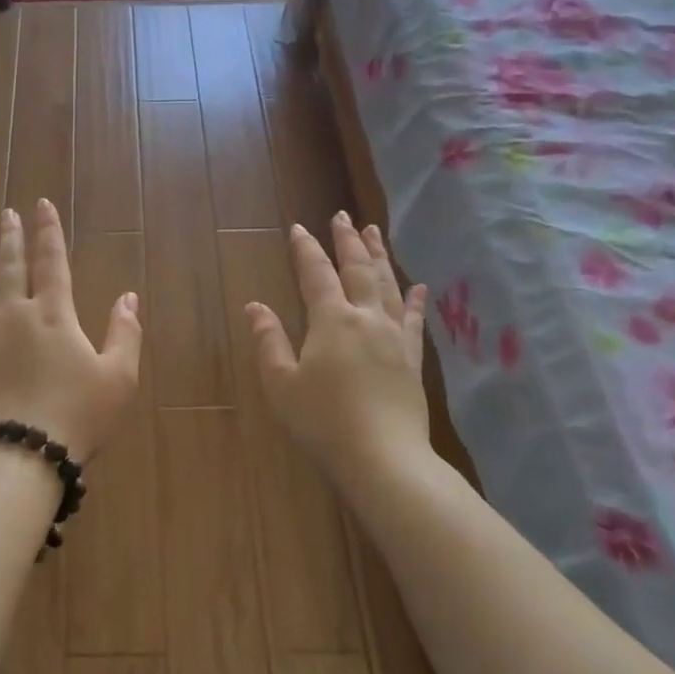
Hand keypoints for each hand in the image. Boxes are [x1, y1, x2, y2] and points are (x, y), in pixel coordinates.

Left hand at [0, 200, 141, 462]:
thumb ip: (125, 332)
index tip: (41, 205)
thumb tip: (128, 295)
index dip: (48, 232)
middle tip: (6, 212)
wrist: (21, 453)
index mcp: (54, 315)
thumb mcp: (119, 378)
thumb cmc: (77, 417)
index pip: (52, 262)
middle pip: (12, 265)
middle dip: (11, 236)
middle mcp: (15, 314)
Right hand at [245, 212, 431, 480]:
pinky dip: (415, 301)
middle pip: (358, 269)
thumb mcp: (281, 383)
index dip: (306, 249)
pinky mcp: (412, 359)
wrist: (383, 458)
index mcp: (331, 320)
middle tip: (344, 216)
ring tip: (374, 232)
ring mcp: (394, 337)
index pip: (316, 274)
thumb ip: (269, 341)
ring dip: (379, 256)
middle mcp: (366, 318)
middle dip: (348, 240)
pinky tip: (418, 287)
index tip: (299, 228)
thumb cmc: (322, 421)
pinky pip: (415, 321)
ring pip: (388, 285)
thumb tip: (256, 306)